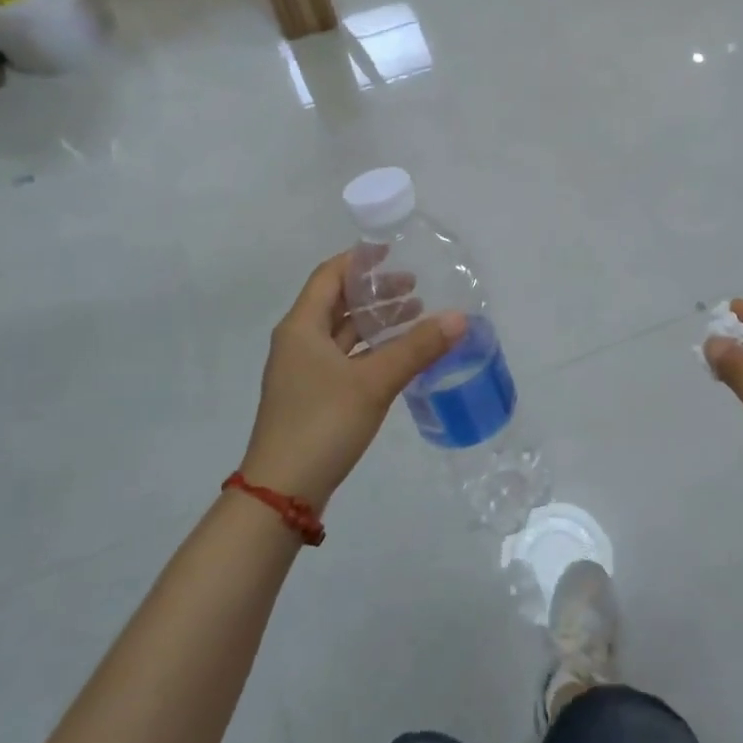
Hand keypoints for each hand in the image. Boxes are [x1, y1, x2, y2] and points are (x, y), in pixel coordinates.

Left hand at [241, 254, 465, 508]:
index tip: (393, 251)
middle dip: (376, 293)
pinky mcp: (314, 397)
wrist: (282, 491)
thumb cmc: (322, 423)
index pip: (330, 276)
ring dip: (377, 323)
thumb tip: (460, 317)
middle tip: (416, 287)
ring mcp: (304, 372)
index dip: (359, 260)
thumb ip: (417, 348)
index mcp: (302, 327)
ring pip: (344, 334)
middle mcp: (299, 343)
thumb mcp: (374, 382)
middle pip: (338, 304)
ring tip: (416, 316)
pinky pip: (346, 360)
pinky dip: (372, 351)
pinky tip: (401, 357)